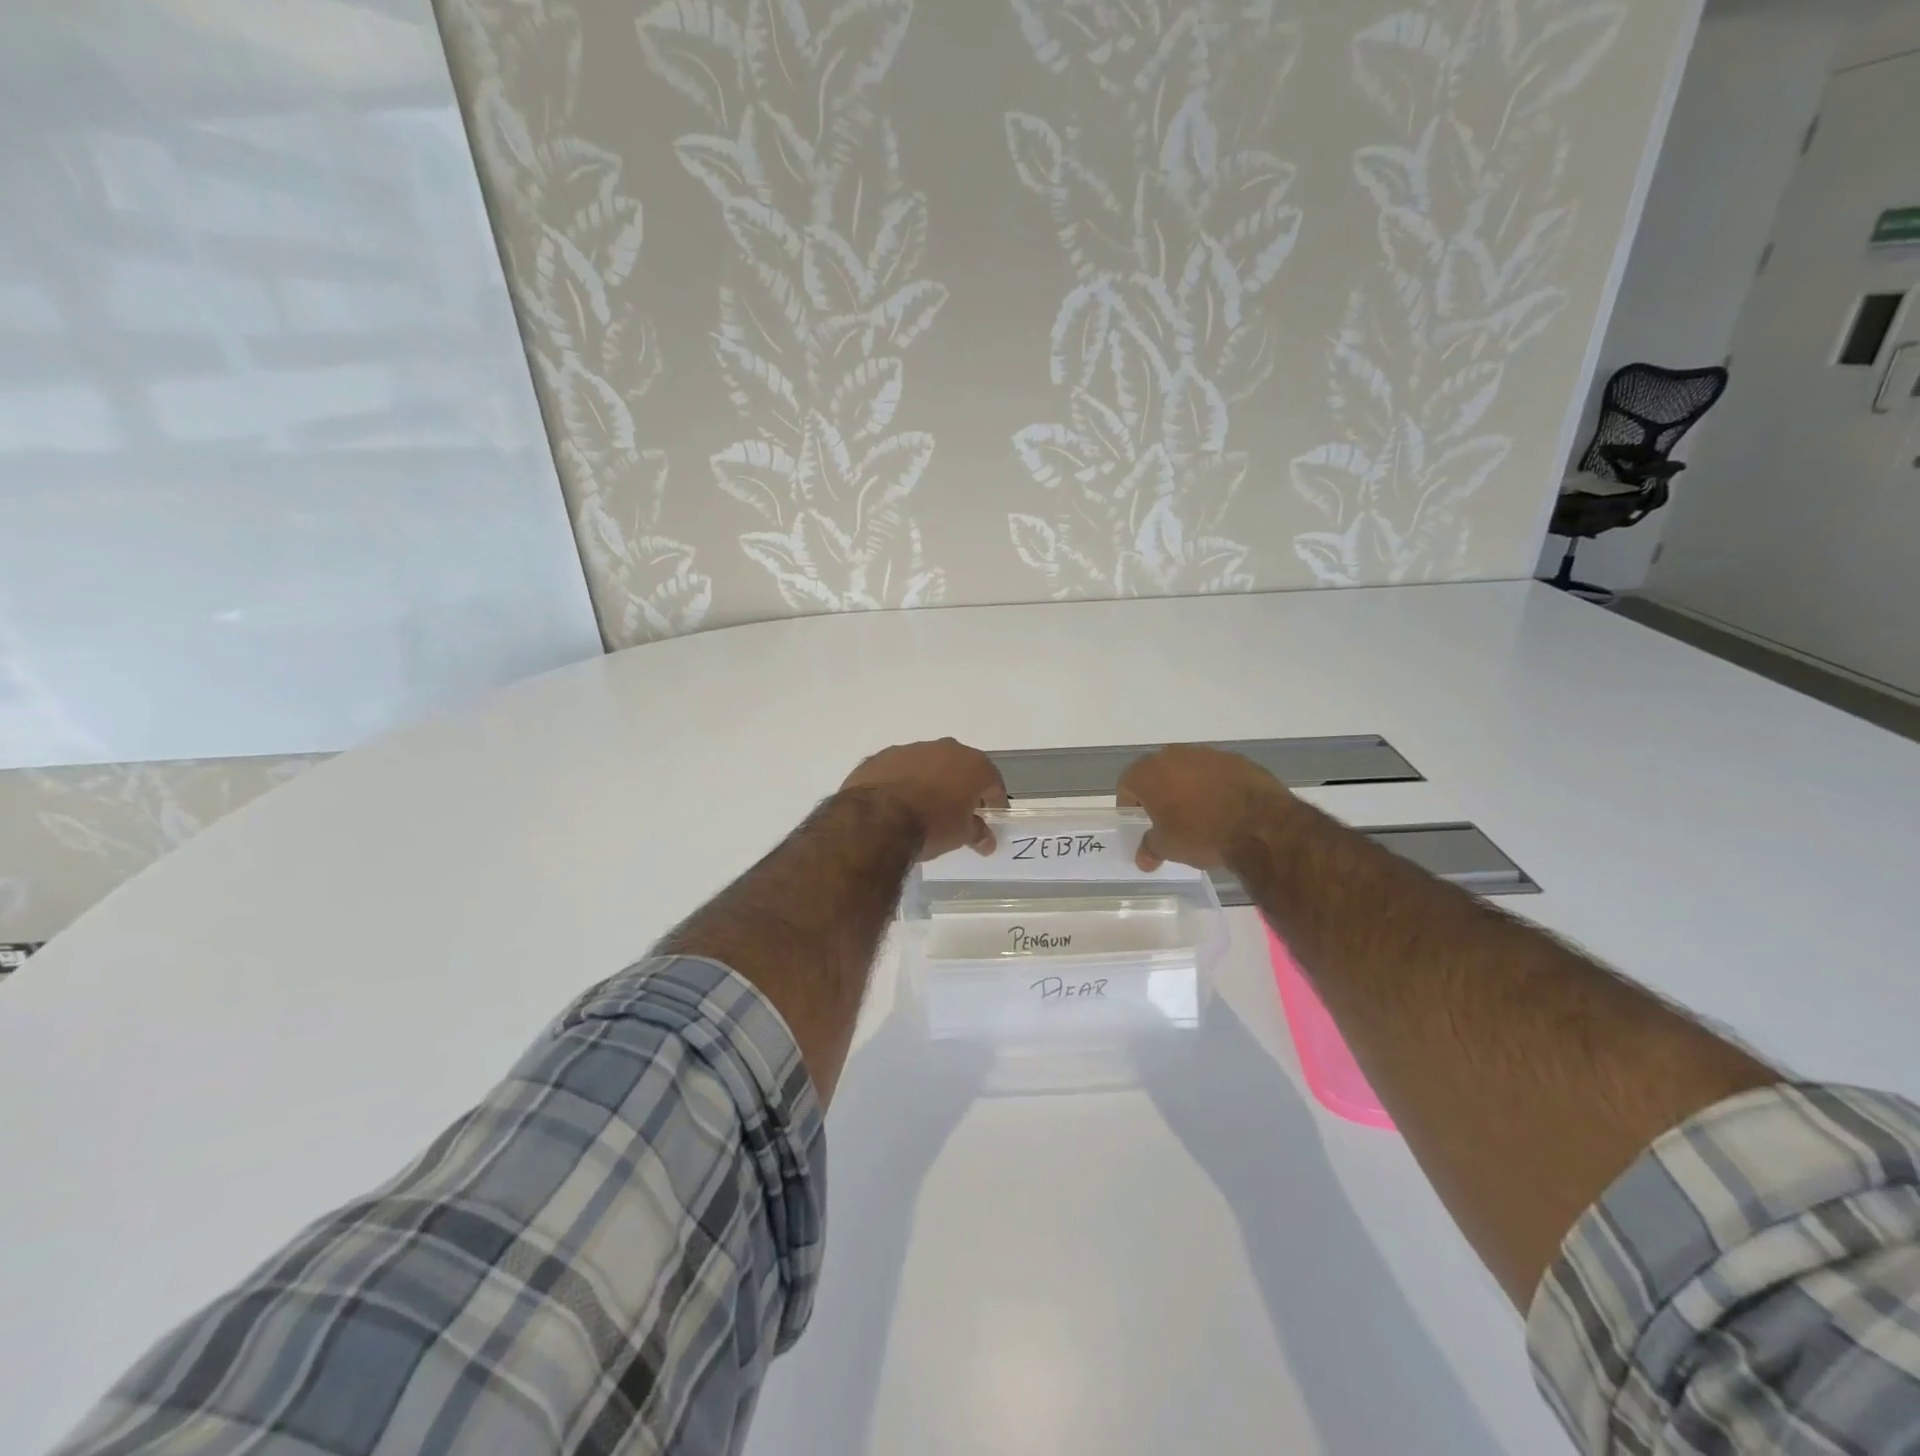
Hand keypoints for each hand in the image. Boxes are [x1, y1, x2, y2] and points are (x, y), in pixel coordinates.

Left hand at [840, 739, 1009, 860]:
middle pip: (961, 768)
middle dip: (962, 787)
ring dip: (930, 781)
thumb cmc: (931, 826)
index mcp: (973, 765)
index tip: (990, 817)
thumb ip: (977, 833)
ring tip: (923, 807)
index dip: (994, 801)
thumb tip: (987, 841)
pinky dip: (903, 781)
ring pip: (929, 764)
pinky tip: (896, 803)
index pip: (993, 782)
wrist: (876, 819)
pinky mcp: (882, 756)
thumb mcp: (960, 835)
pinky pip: (900, 769)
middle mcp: (945, 749)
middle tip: (958, 811)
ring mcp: (911, 749)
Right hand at [1117, 745, 1295, 870]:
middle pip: (1157, 772)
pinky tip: (1225, 808)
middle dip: (1159, 792)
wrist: (1259, 824)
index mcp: (1148, 773)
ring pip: (1187, 769)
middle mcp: (1173, 755)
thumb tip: (1143, 859)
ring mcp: (1207, 754)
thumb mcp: (1168, 848)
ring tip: (1200, 814)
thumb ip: (1150, 848)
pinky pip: (1216, 772)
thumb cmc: (1201, 834)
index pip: (1127, 784)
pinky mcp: (1236, 759)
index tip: (1140, 822)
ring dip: (1187, 787)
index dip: (1130, 805)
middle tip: (1167, 818)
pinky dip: (1215, 785)